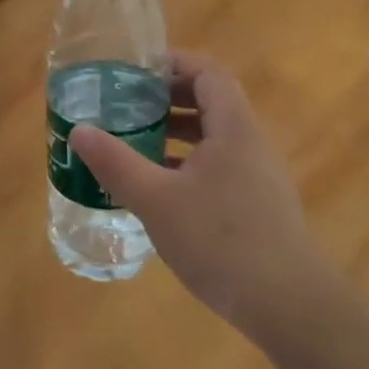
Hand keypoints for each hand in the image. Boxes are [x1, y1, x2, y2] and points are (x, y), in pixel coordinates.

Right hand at [71, 51, 335, 337]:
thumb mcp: (156, 200)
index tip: (134, 71)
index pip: (208, 72)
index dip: (173, 62)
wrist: (289, 306)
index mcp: (233, 128)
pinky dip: (186, 162)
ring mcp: (258, 176)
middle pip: (211, 100)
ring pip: (213, 136)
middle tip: (125, 104)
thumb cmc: (221, 241)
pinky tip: (157, 187)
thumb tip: (80, 131)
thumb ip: (116, 162)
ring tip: (133, 141)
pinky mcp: (257, 205)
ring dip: (174, 132)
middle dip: (166, 97)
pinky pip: (218, 165)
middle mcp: (251, 143)